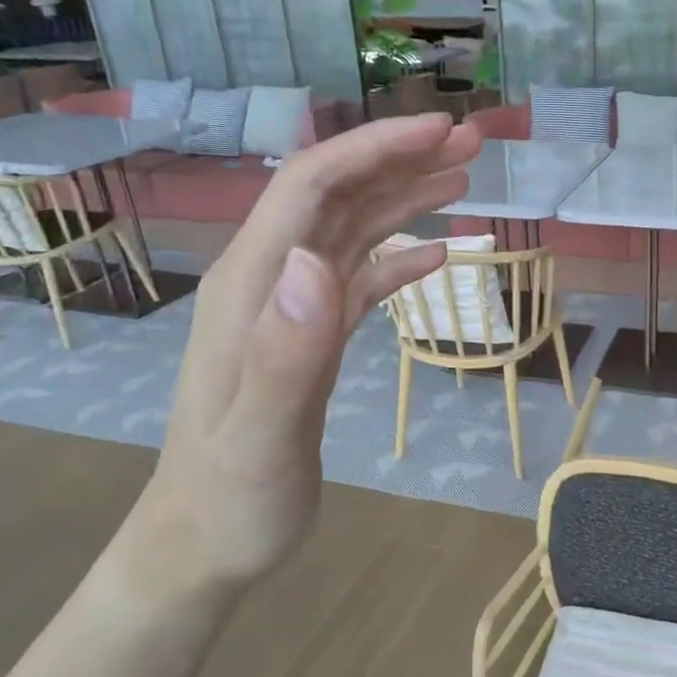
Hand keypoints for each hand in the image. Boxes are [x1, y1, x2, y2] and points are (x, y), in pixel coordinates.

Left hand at [118, 114, 480, 599]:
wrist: (204, 545)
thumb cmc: (230, 500)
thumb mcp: (257, 437)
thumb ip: (284, 352)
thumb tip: (316, 262)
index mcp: (252, 287)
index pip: (311, 187)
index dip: (376, 150)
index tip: (442, 131)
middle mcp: (270, 283)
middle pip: (336, 196)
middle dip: (400, 160)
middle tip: (472, 143)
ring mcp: (290, 311)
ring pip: (351, 232)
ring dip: (404, 200)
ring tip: (464, 180)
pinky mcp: (310, 340)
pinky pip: (358, 281)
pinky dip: (399, 260)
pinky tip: (437, 256)